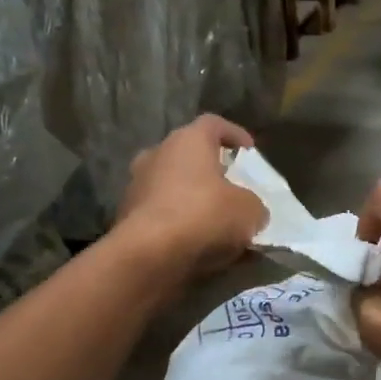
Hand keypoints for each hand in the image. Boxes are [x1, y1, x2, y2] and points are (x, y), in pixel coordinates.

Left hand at [116, 115, 267, 281]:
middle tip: (231, 188)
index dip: (234, 135)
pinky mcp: (126, 217)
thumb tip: (251, 212)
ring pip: (172, 186)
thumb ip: (254, 205)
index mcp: (188, 141)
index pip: (214, 124)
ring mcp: (136, 185)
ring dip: (192, 199)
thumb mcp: (250, 211)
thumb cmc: (205, 216)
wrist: (149, 255)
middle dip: (210, 171)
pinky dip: (178, 224)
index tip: (249, 150)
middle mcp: (157, 154)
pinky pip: (161, 214)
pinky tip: (196, 244)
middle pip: (189, 155)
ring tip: (215, 223)